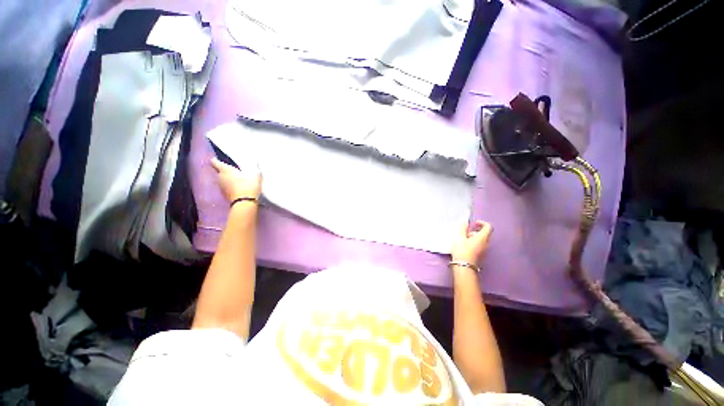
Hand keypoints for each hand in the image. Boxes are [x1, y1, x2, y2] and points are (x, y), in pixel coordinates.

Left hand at [211, 158, 261, 201]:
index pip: (215, 162)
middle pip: (220, 172)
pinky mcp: (225, 195)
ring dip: (229, 180)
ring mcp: (221, 188)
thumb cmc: (248, 185)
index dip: (216, 160)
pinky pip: (227, 189)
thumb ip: (254, 168)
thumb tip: (255, 164)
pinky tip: (239, 189)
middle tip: (235, 171)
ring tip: (239, 181)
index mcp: (225, 170)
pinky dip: (231, 188)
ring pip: (223, 181)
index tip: (218, 159)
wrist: (245, 202)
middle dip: (226, 171)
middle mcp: (220, 178)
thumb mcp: (255, 175)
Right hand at [451, 221, 492, 264]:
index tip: (473, 224)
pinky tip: (465, 246)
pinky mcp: (481, 255)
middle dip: (476, 230)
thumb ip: (463, 228)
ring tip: (463, 239)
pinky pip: (480, 245)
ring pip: (482, 240)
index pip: (488, 226)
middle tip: (466, 232)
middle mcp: (487, 243)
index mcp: (483, 237)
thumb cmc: (462, 250)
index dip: (482, 223)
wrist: (464, 266)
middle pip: (485, 233)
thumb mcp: (460, 237)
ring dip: (474, 237)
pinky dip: (474, 242)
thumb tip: (465, 222)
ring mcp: (485, 250)